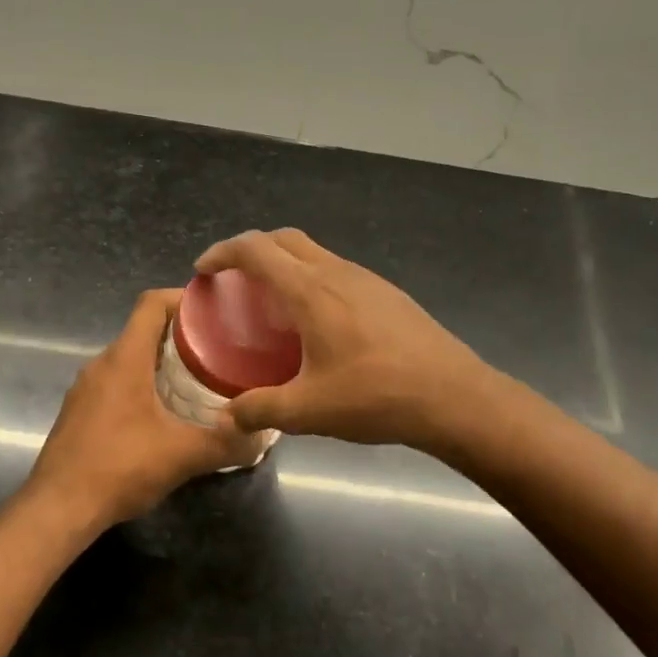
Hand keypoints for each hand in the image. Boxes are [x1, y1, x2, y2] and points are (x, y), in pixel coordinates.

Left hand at [23, 289, 258, 530]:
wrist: (58, 508)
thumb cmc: (119, 468)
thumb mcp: (182, 455)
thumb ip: (226, 443)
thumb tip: (262, 437)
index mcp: (124, 359)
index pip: (151, 304)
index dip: (183, 298)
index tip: (215, 309)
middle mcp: (101, 364)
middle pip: (143, 330)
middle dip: (181, 334)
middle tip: (219, 350)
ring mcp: (85, 389)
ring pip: (129, 359)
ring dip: (161, 362)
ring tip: (198, 380)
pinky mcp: (79, 412)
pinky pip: (116, 383)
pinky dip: (142, 385)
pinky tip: (164, 414)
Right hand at [195, 229, 497, 450]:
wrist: (454, 396)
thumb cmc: (376, 396)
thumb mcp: (309, 411)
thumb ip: (261, 410)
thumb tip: (228, 417)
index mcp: (311, 291)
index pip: (256, 250)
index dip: (223, 253)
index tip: (203, 269)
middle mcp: (336, 273)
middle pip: (284, 239)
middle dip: (251, 249)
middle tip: (232, 278)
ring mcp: (366, 279)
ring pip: (314, 252)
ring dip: (285, 262)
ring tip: (270, 299)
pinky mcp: (387, 293)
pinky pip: (336, 270)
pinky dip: (311, 278)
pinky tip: (316, 320)